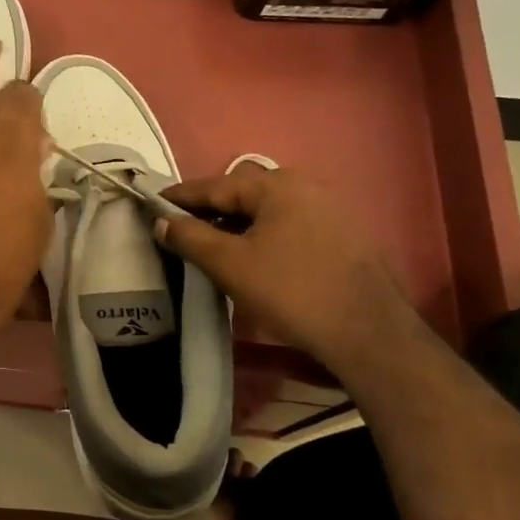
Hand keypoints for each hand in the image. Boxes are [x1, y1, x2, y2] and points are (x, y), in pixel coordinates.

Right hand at [155, 163, 415, 369]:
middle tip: (180, 228)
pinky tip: (251, 257)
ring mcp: (329, 210)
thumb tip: (162, 221)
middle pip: (242, 194)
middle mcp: (305, 186)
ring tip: (210, 246)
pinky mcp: (342, 236)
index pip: (214, 185)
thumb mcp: (229, 264)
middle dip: (209, 210)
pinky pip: (287, 225)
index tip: (151, 203)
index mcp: (276, 185)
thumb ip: (189, 237)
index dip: (179, 196)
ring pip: (266, 211)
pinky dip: (261, 235)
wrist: (367, 334)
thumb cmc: (290, 291)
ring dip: (235, 225)